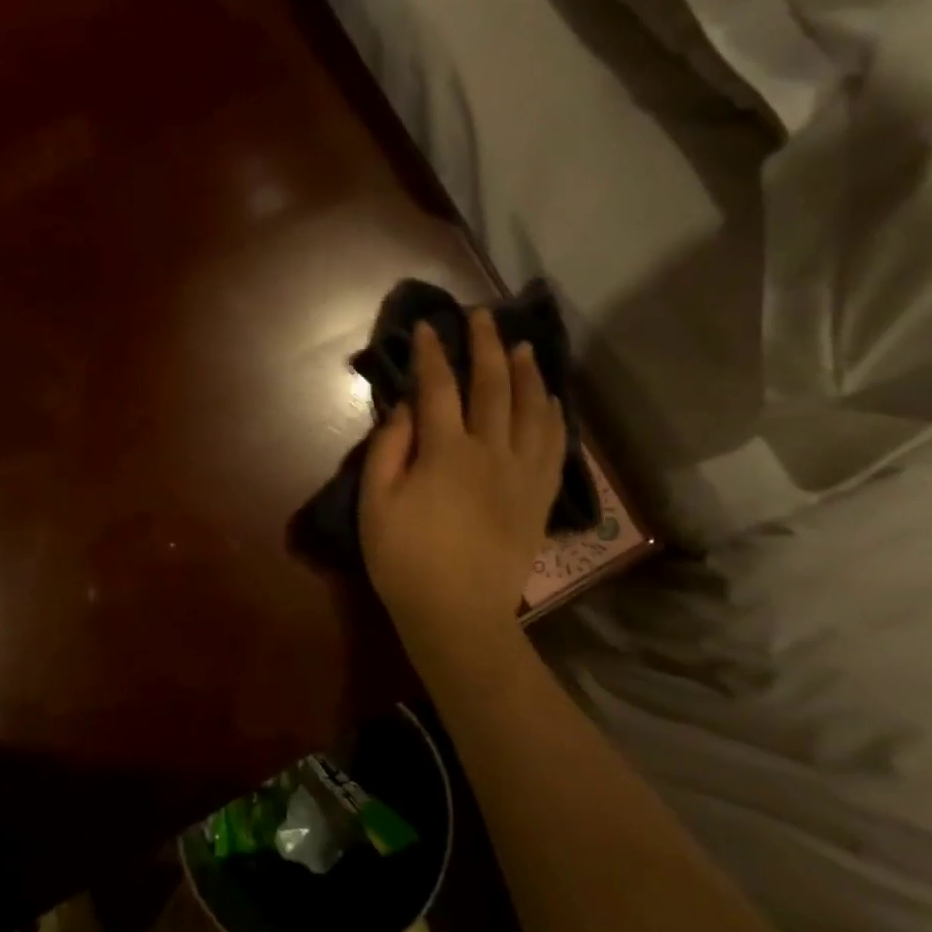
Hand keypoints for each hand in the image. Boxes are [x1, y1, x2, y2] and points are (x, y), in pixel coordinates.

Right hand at [358, 312, 566, 663]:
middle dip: (486, 346)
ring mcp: (522, 473)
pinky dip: (553, 415)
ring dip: (527, 372)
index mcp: (446, 452)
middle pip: (492, 386)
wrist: (458, 615)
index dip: (431, 354)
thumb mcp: (376, 502)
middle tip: (483, 316)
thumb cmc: (404, 559)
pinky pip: (554, 445)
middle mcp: (491, 452)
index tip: (428, 327)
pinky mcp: (539, 496)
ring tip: (523, 345)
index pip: (439, 388)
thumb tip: (405, 406)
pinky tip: (550, 398)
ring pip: (531, 409)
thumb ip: (389, 448)